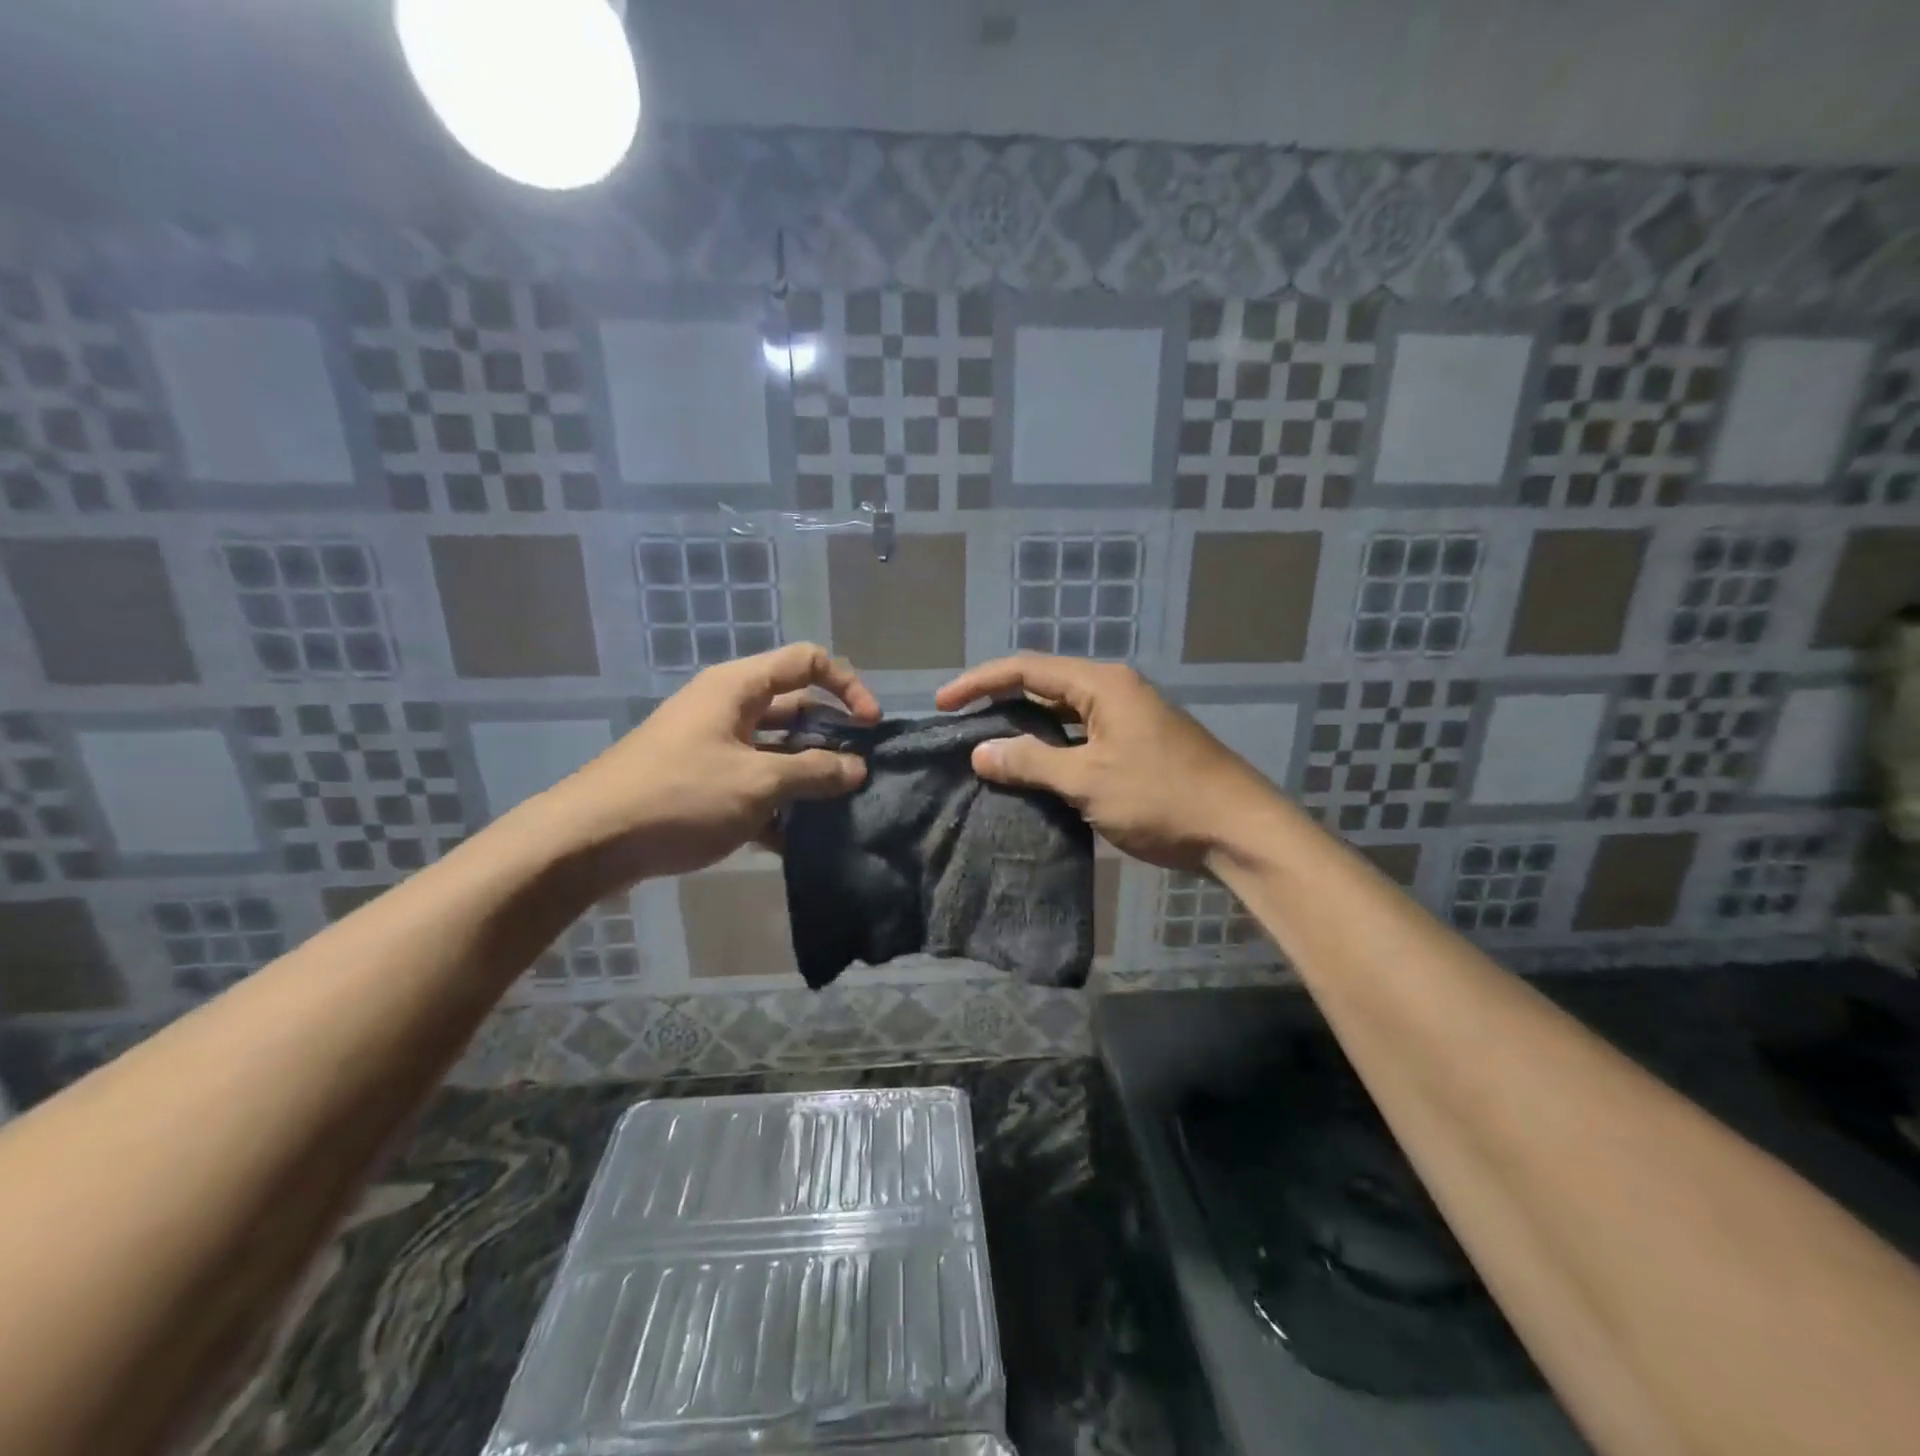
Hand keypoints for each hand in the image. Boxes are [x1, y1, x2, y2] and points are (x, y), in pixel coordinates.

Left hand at [551, 643, 879, 881]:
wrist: (590, 842)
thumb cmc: (679, 796)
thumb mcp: (757, 783)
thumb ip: (814, 772)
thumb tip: (857, 768)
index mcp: (739, 688)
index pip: (807, 662)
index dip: (847, 686)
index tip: (870, 727)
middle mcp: (727, 709)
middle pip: (795, 708)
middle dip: (831, 738)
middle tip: (861, 774)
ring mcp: (713, 748)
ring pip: (776, 752)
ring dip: (807, 777)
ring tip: (840, 809)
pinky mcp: (702, 784)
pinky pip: (753, 785)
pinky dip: (778, 806)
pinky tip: (799, 841)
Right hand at [935, 655, 1276, 870]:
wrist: (1238, 831)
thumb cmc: (1161, 797)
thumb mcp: (1087, 780)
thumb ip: (1030, 762)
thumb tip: (979, 751)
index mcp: (1102, 684)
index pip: (1026, 669)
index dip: (979, 682)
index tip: (942, 703)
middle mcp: (1113, 691)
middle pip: (1043, 686)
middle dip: (999, 702)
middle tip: (959, 726)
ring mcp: (1127, 720)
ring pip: (1061, 716)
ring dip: (1025, 730)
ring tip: (985, 751)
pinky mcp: (1135, 747)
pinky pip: (1080, 739)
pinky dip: (1051, 751)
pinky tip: (1030, 773)